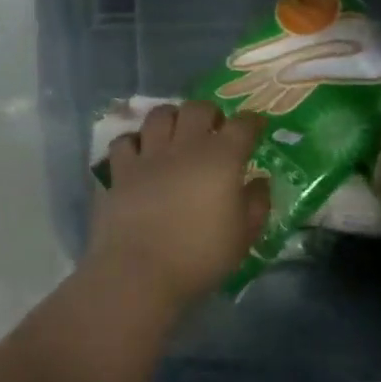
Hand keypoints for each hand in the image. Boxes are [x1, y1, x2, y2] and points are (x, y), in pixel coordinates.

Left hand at [87, 101, 269, 310]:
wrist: (139, 272)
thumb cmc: (200, 257)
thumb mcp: (243, 237)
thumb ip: (257, 204)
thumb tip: (260, 181)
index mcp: (221, 159)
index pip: (243, 125)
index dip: (252, 122)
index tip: (256, 127)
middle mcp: (185, 146)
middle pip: (197, 108)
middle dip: (210, 113)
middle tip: (214, 129)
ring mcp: (149, 155)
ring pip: (159, 115)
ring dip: (172, 118)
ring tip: (176, 134)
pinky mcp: (120, 171)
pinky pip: (125, 141)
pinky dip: (135, 142)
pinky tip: (140, 154)